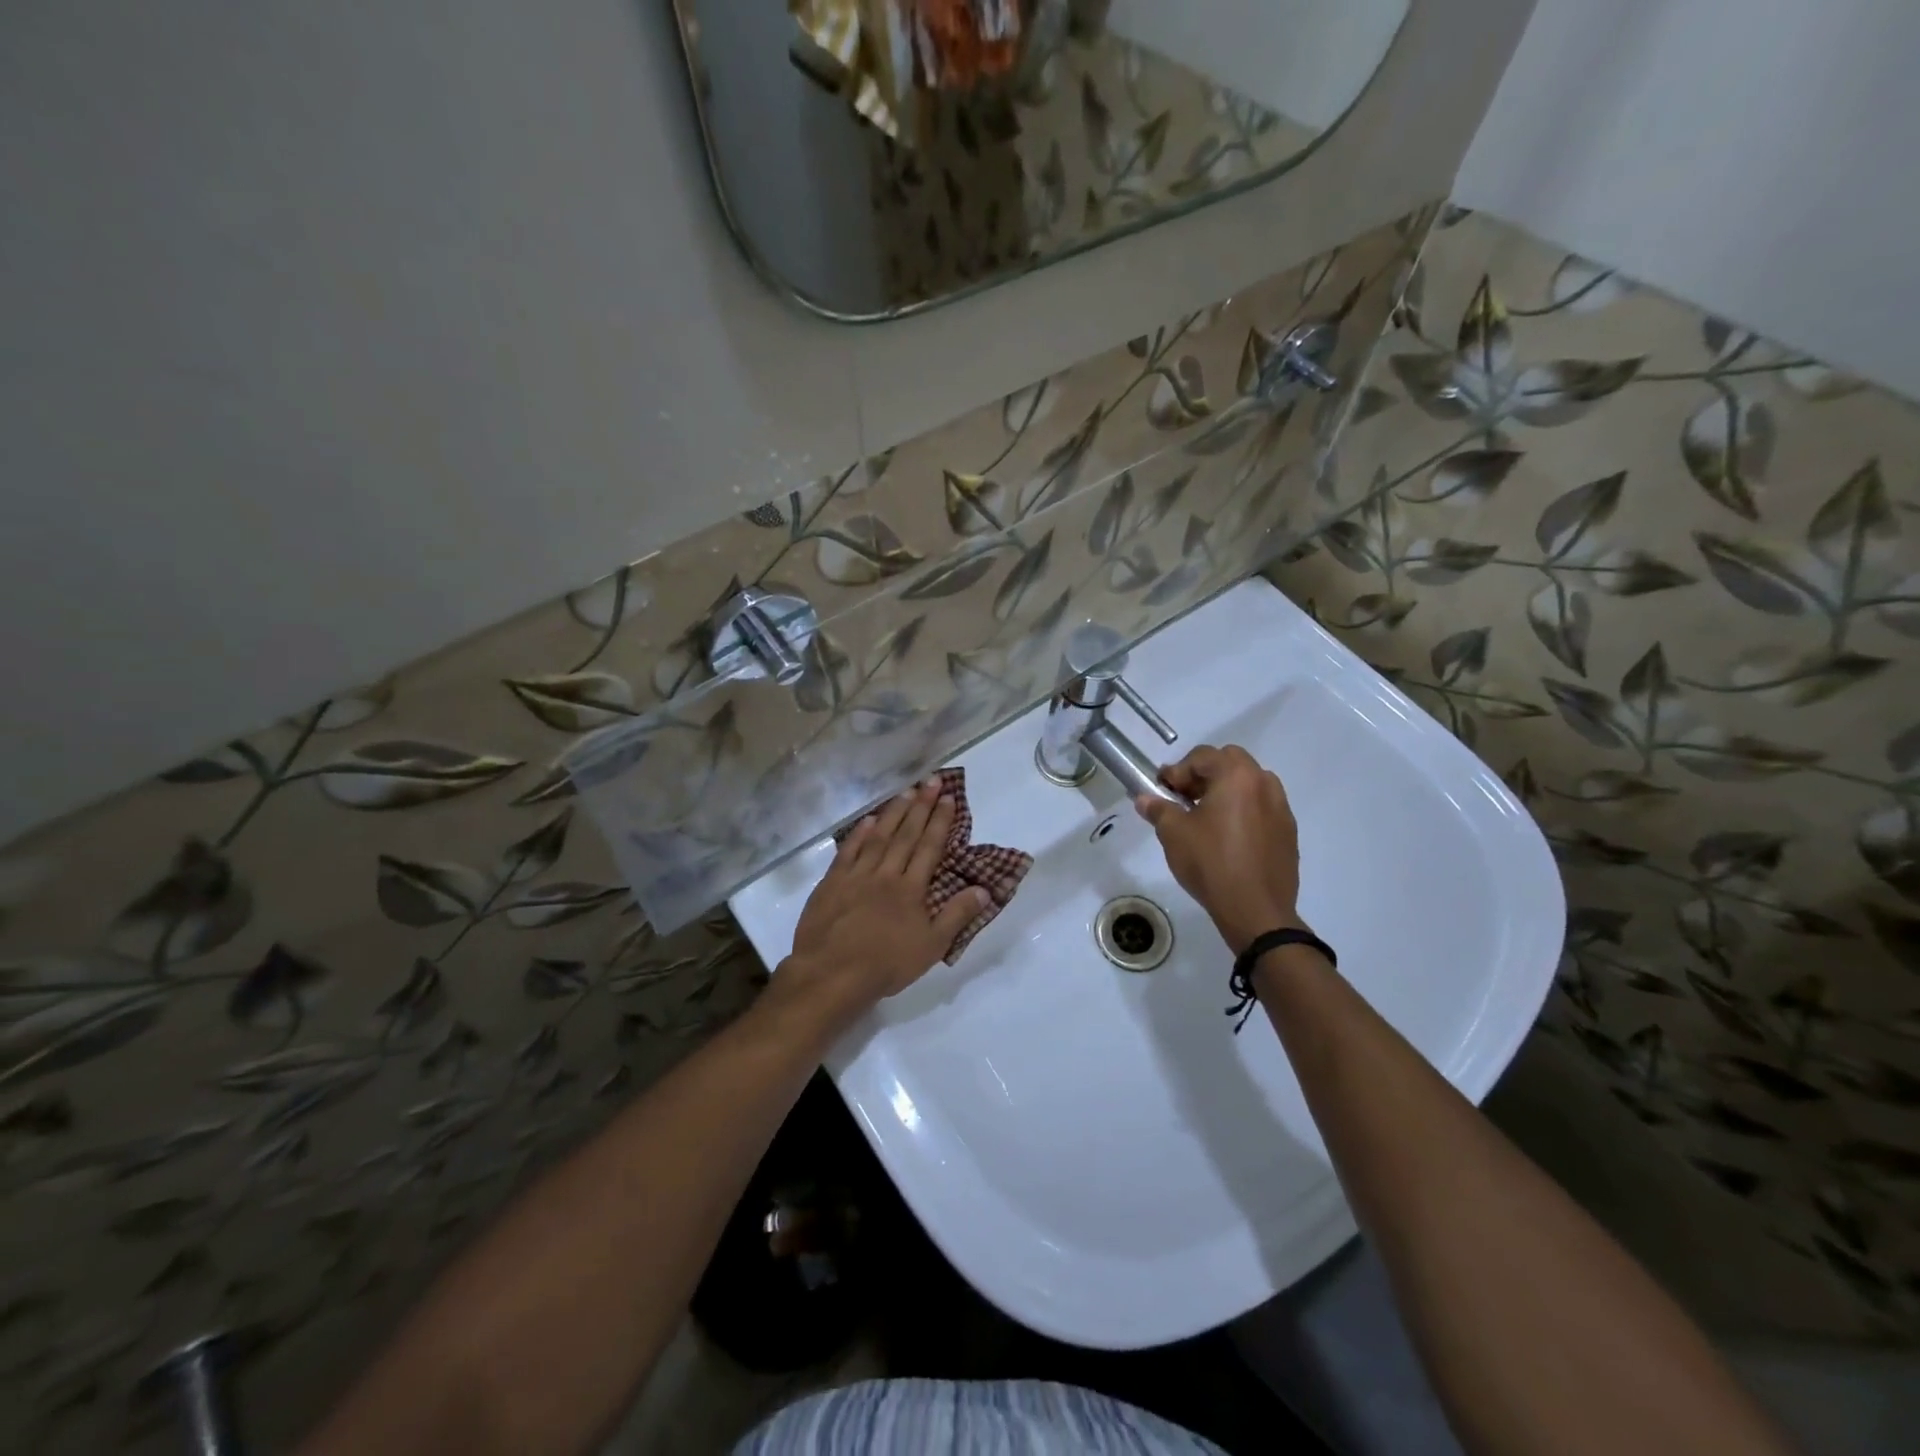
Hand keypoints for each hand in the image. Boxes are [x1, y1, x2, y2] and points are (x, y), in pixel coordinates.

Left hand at [765, 779, 989, 1042]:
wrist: (831, 974)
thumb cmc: (885, 964)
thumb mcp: (931, 947)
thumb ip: (957, 916)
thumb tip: (983, 889)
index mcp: (911, 889)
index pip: (929, 847)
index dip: (939, 821)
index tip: (947, 797)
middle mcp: (885, 874)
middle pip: (906, 834)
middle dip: (920, 806)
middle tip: (930, 780)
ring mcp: (856, 875)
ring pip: (879, 836)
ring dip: (894, 813)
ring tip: (906, 791)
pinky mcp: (832, 882)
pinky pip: (848, 851)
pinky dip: (859, 833)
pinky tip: (869, 820)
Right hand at [1134, 744, 1305, 953]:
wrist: (1256, 910)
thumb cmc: (1211, 863)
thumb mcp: (1174, 834)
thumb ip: (1158, 809)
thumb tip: (1144, 798)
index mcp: (1237, 776)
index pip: (1202, 756)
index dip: (1177, 771)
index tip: (1162, 791)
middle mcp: (1264, 783)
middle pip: (1230, 762)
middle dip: (1204, 774)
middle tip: (1184, 798)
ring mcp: (1281, 808)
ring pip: (1250, 784)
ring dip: (1226, 790)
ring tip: (1206, 817)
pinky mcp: (1288, 832)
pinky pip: (1262, 808)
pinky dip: (1243, 810)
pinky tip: (1228, 837)